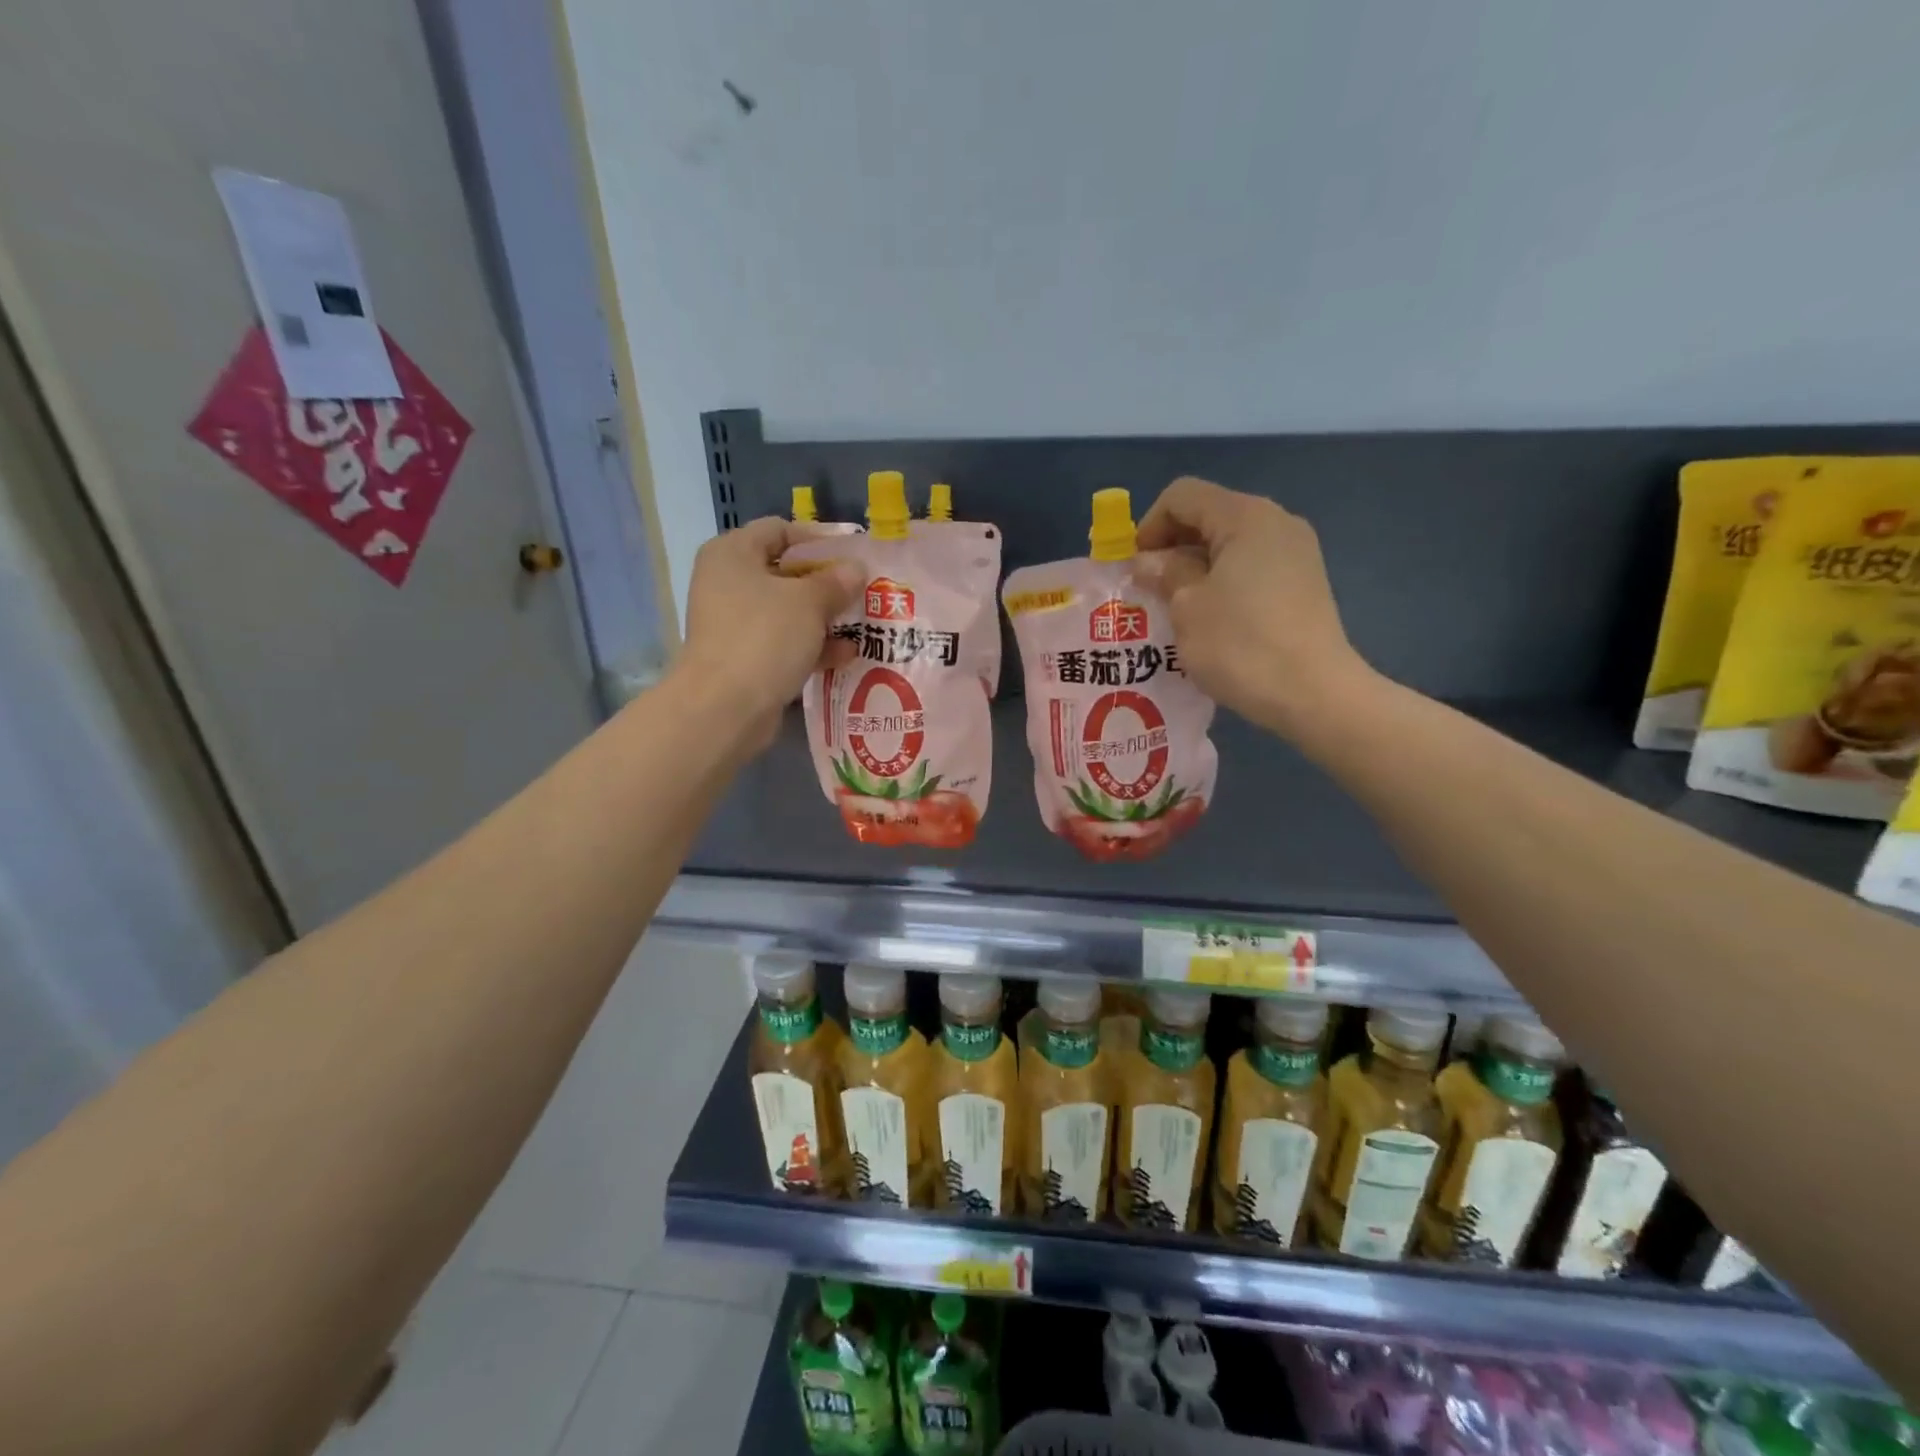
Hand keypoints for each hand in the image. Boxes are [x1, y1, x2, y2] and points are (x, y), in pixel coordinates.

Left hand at [677, 518, 860, 749]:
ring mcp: (734, 623)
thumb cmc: (765, 637)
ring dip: (824, 618)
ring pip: (787, 611)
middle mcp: (728, 582)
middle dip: (826, 583)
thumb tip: (855, 570)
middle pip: (785, 572)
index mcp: (733, 553)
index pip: (780, 530)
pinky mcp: (744, 657)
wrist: (725, 707)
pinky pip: (783, 642)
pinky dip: (812, 646)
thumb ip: (836, 582)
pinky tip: (846, 655)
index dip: (818, 539)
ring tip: (863, 624)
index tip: (853, 555)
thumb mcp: (809, 602)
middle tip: (863, 591)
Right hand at [1133, 477, 1376, 746]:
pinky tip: (1209, 619)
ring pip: (1229, 544)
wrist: (1313, 694)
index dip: (1149, 525)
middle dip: (1171, 547)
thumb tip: (1149, 561)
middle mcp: (1276, 522)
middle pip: (1209, 515)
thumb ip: (1165, 573)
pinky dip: (1222, 582)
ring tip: (1174, 607)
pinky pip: (1251, 567)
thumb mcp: (1187, 607)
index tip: (1134, 567)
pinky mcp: (1303, 583)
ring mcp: (1296, 553)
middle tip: (1148, 588)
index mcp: (1246, 517)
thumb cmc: (1241, 645)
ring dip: (1194, 568)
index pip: (1183, 496)